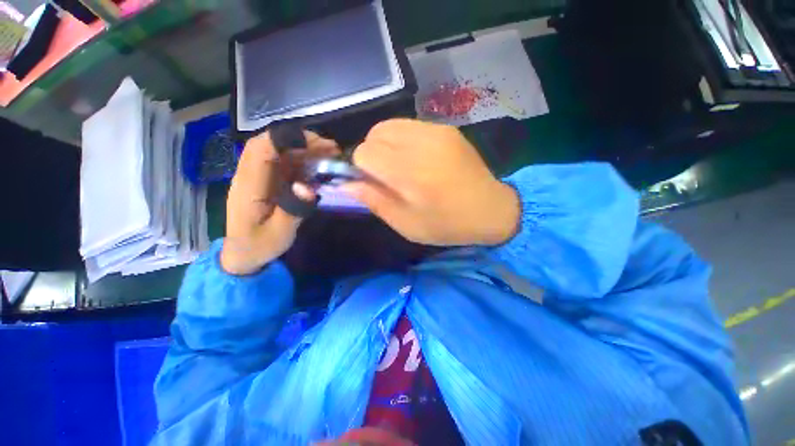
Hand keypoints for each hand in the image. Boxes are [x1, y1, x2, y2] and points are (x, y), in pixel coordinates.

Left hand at [221, 130, 339, 274]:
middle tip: (332, 150)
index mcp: (249, 185)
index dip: (287, 139)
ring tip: (331, 156)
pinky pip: (286, 164)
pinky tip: (320, 168)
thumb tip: (308, 187)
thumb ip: (292, 211)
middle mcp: (252, 175)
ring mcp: (260, 177)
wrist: (243, 254)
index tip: (317, 144)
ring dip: (306, 150)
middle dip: (303, 141)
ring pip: (281, 152)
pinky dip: (304, 161)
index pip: (261, 149)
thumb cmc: (259, 246)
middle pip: (272, 144)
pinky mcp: (269, 181)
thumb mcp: (279, 234)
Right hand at [341, 119, 519, 246]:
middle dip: (372, 154)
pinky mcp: (446, 129)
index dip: (362, 168)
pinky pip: (410, 126)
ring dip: (386, 145)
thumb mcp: (406, 225)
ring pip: (390, 125)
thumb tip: (347, 183)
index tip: (372, 183)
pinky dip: (403, 140)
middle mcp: (422, 145)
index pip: (365, 153)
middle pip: (374, 134)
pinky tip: (417, 158)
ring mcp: (436, 131)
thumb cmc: (447, 224)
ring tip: (401, 166)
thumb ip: (374, 201)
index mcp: (411, 174)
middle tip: (387, 176)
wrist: (491, 210)